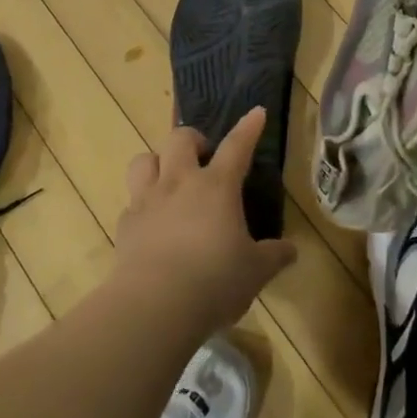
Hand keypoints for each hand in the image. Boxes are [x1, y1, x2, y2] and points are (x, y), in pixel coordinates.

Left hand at [113, 108, 297, 333]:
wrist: (156, 305)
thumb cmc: (215, 281)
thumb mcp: (256, 271)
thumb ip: (273, 256)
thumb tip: (291, 250)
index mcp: (217, 187)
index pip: (237, 146)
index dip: (248, 128)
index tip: (256, 112)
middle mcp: (179, 183)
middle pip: (179, 139)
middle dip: (192, 139)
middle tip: (203, 156)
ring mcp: (148, 201)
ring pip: (143, 160)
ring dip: (157, 163)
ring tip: (168, 179)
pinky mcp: (125, 225)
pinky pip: (131, 203)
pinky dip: (142, 207)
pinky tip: (151, 224)